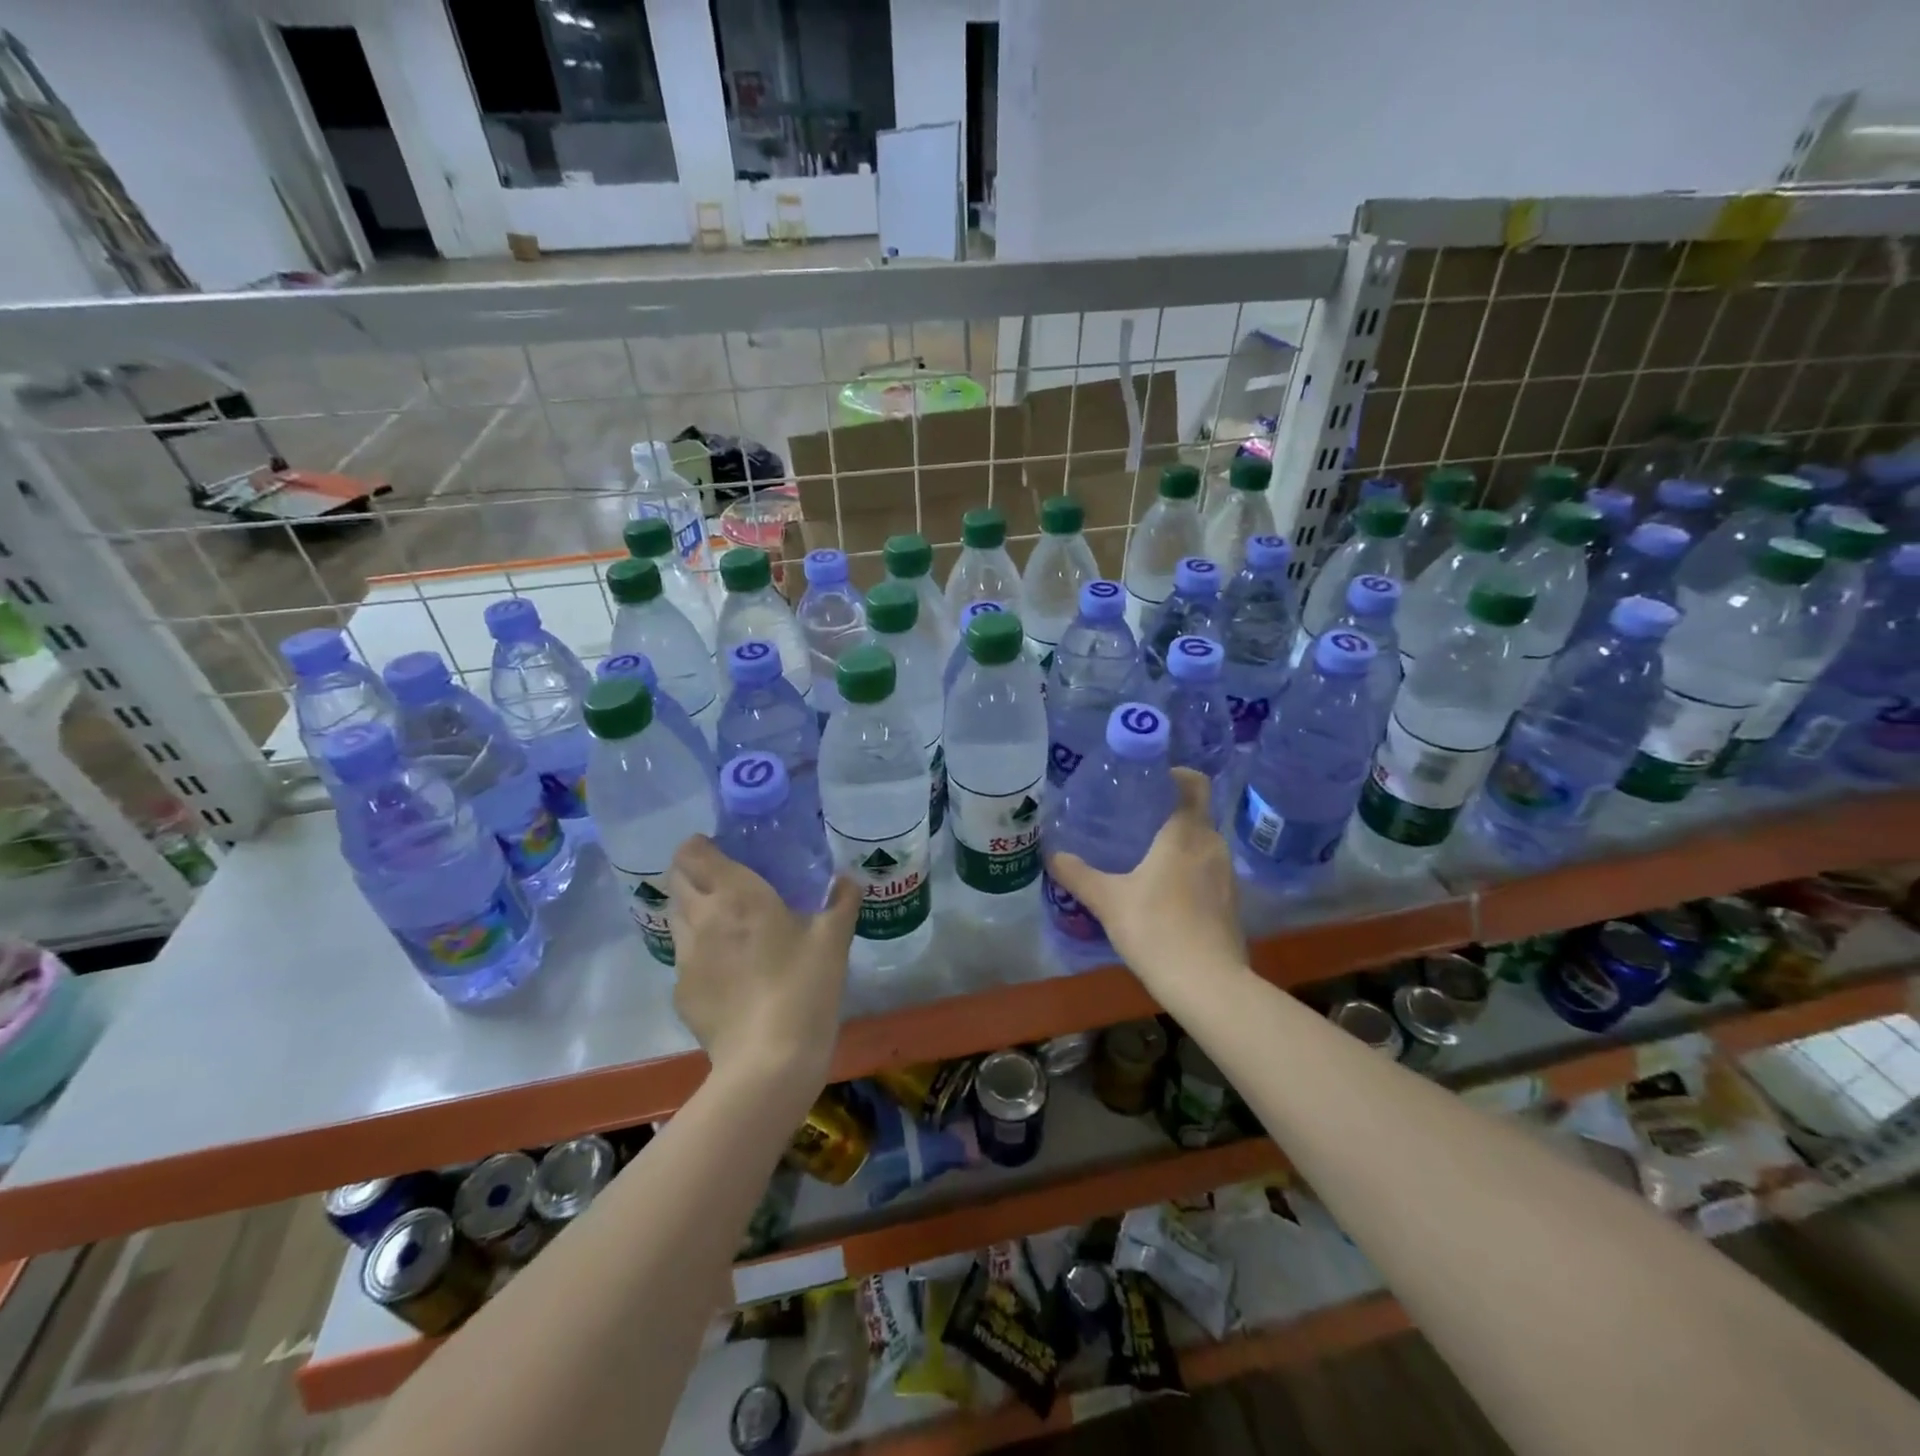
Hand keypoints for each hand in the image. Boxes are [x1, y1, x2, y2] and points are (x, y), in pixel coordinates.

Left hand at [667, 837, 860, 1092]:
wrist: (769, 1060)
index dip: (699, 845)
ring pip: (677, 918)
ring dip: (694, 910)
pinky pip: (685, 958)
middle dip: (694, 873)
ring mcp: (685, 958)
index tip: (719, 848)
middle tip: (725, 882)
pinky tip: (728, 970)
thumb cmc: (804, 986)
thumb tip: (846, 880)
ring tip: (726, 923)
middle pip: (677, 881)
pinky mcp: (682, 992)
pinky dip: (700, 952)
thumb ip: (842, 901)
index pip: (693, 853)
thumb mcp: (834, 939)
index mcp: (736, 895)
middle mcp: (701, 918)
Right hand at [1045, 768, 1248, 1002]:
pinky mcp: (1231, 903)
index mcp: (1186, 833)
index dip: (1176, 775)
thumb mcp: (1107, 900)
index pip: (1195, 784)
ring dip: (1178, 845)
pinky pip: (1207, 872)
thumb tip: (1052, 854)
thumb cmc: (1156, 929)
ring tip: (1144, 856)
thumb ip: (1078, 874)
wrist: (1208, 985)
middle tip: (1133, 821)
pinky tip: (1163, 893)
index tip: (1149, 780)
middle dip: (1167, 813)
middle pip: (1195, 815)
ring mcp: (1227, 876)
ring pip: (1201, 845)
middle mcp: (1213, 846)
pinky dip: (1188, 872)